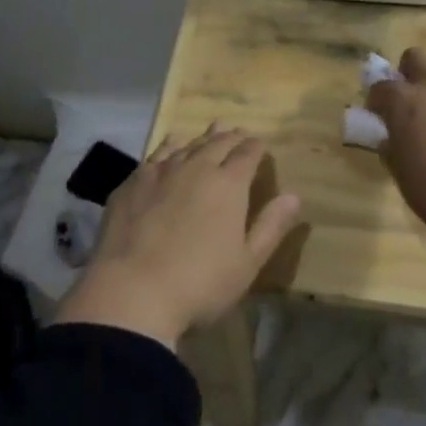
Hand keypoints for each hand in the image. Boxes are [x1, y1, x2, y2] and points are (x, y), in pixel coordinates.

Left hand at [55, 127, 302, 349]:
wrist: (131, 294)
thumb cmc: (199, 284)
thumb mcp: (247, 264)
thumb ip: (270, 226)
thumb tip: (294, 195)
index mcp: (229, 184)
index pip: (248, 153)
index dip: (256, 147)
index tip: (260, 145)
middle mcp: (196, 167)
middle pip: (218, 143)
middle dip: (232, 137)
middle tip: (238, 133)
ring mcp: (161, 172)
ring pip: (188, 145)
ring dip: (203, 138)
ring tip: (211, 131)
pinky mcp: (132, 183)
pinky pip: (156, 154)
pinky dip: (170, 146)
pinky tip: (171, 145)